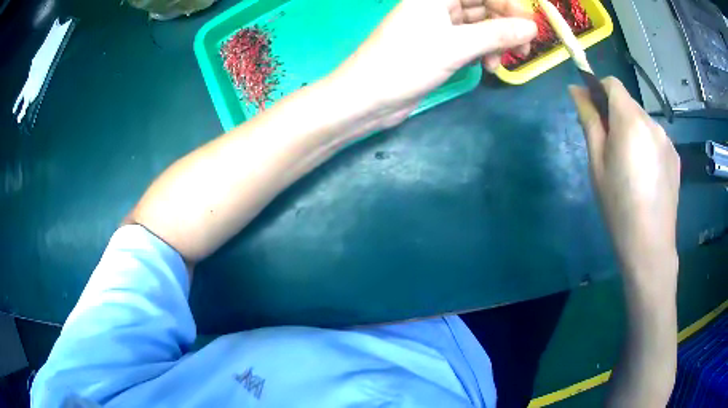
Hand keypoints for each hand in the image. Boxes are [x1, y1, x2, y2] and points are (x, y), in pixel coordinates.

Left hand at [331, 0, 535, 128]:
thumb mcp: (455, 46)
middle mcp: (437, 6)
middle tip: (521, 50)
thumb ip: (496, 34)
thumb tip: (531, 27)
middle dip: (505, 26)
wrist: (368, 98)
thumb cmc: (406, 64)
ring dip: (495, 43)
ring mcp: (438, 27)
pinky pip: (471, 42)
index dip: (509, 5)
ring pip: (479, 26)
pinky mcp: (439, 47)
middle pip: (483, 7)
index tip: (530, 27)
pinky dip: (483, 52)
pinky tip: (487, 67)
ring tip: (498, 64)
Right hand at [570, 78, 679, 288]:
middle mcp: (652, 122)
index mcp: (630, 120)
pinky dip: (647, 146)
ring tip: (630, 167)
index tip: (593, 110)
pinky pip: (656, 139)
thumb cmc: (618, 206)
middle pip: (629, 103)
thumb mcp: (597, 163)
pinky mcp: (676, 156)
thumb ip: (589, 121)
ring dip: (633, 131)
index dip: (599, 89)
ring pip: (643, 122)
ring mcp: (667, 139)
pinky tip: (646, 176)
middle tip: (610, 149)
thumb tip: (576, 90)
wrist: (650, 245)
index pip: (612, 84)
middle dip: (616, 115)